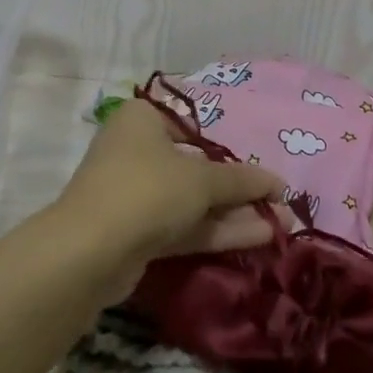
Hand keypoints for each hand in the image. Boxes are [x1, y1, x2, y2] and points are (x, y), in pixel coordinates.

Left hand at [54, 99, 285, 277]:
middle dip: (240, 186)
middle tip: (279, 199)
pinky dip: (217, 230)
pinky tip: (260, 237)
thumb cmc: (147, 190)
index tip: (260, 162)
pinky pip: (184, 225)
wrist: (89, 252)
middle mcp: (136, 150)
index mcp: (143, 120)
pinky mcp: (138, 232)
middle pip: (197, 165)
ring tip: (283, 222)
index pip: (193, 124)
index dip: (230, 144)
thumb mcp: (202, 179)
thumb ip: (242, 180)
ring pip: (193, 199)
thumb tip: (279, 184)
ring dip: (235, 211)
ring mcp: (135, 193)